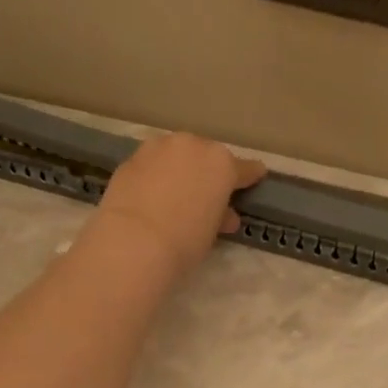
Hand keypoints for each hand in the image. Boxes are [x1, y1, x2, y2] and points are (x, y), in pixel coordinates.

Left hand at [94, 133, 266, 277]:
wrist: (134, 241)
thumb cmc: (185, 240)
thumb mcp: (212, 231)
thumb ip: (220, 216)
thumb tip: (224, 216)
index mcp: (221, 163)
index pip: (243, 169)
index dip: (250, 176)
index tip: (256, 176)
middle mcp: (192, 146)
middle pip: (206, 156)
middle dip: (208, 171)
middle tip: (206, 194)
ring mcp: (158, 148)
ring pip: (176, 154)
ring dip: (179, 168)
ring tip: (175, 192)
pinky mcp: (131, 158)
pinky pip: (152, 165)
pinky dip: (155, 175)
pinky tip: (150, 194)